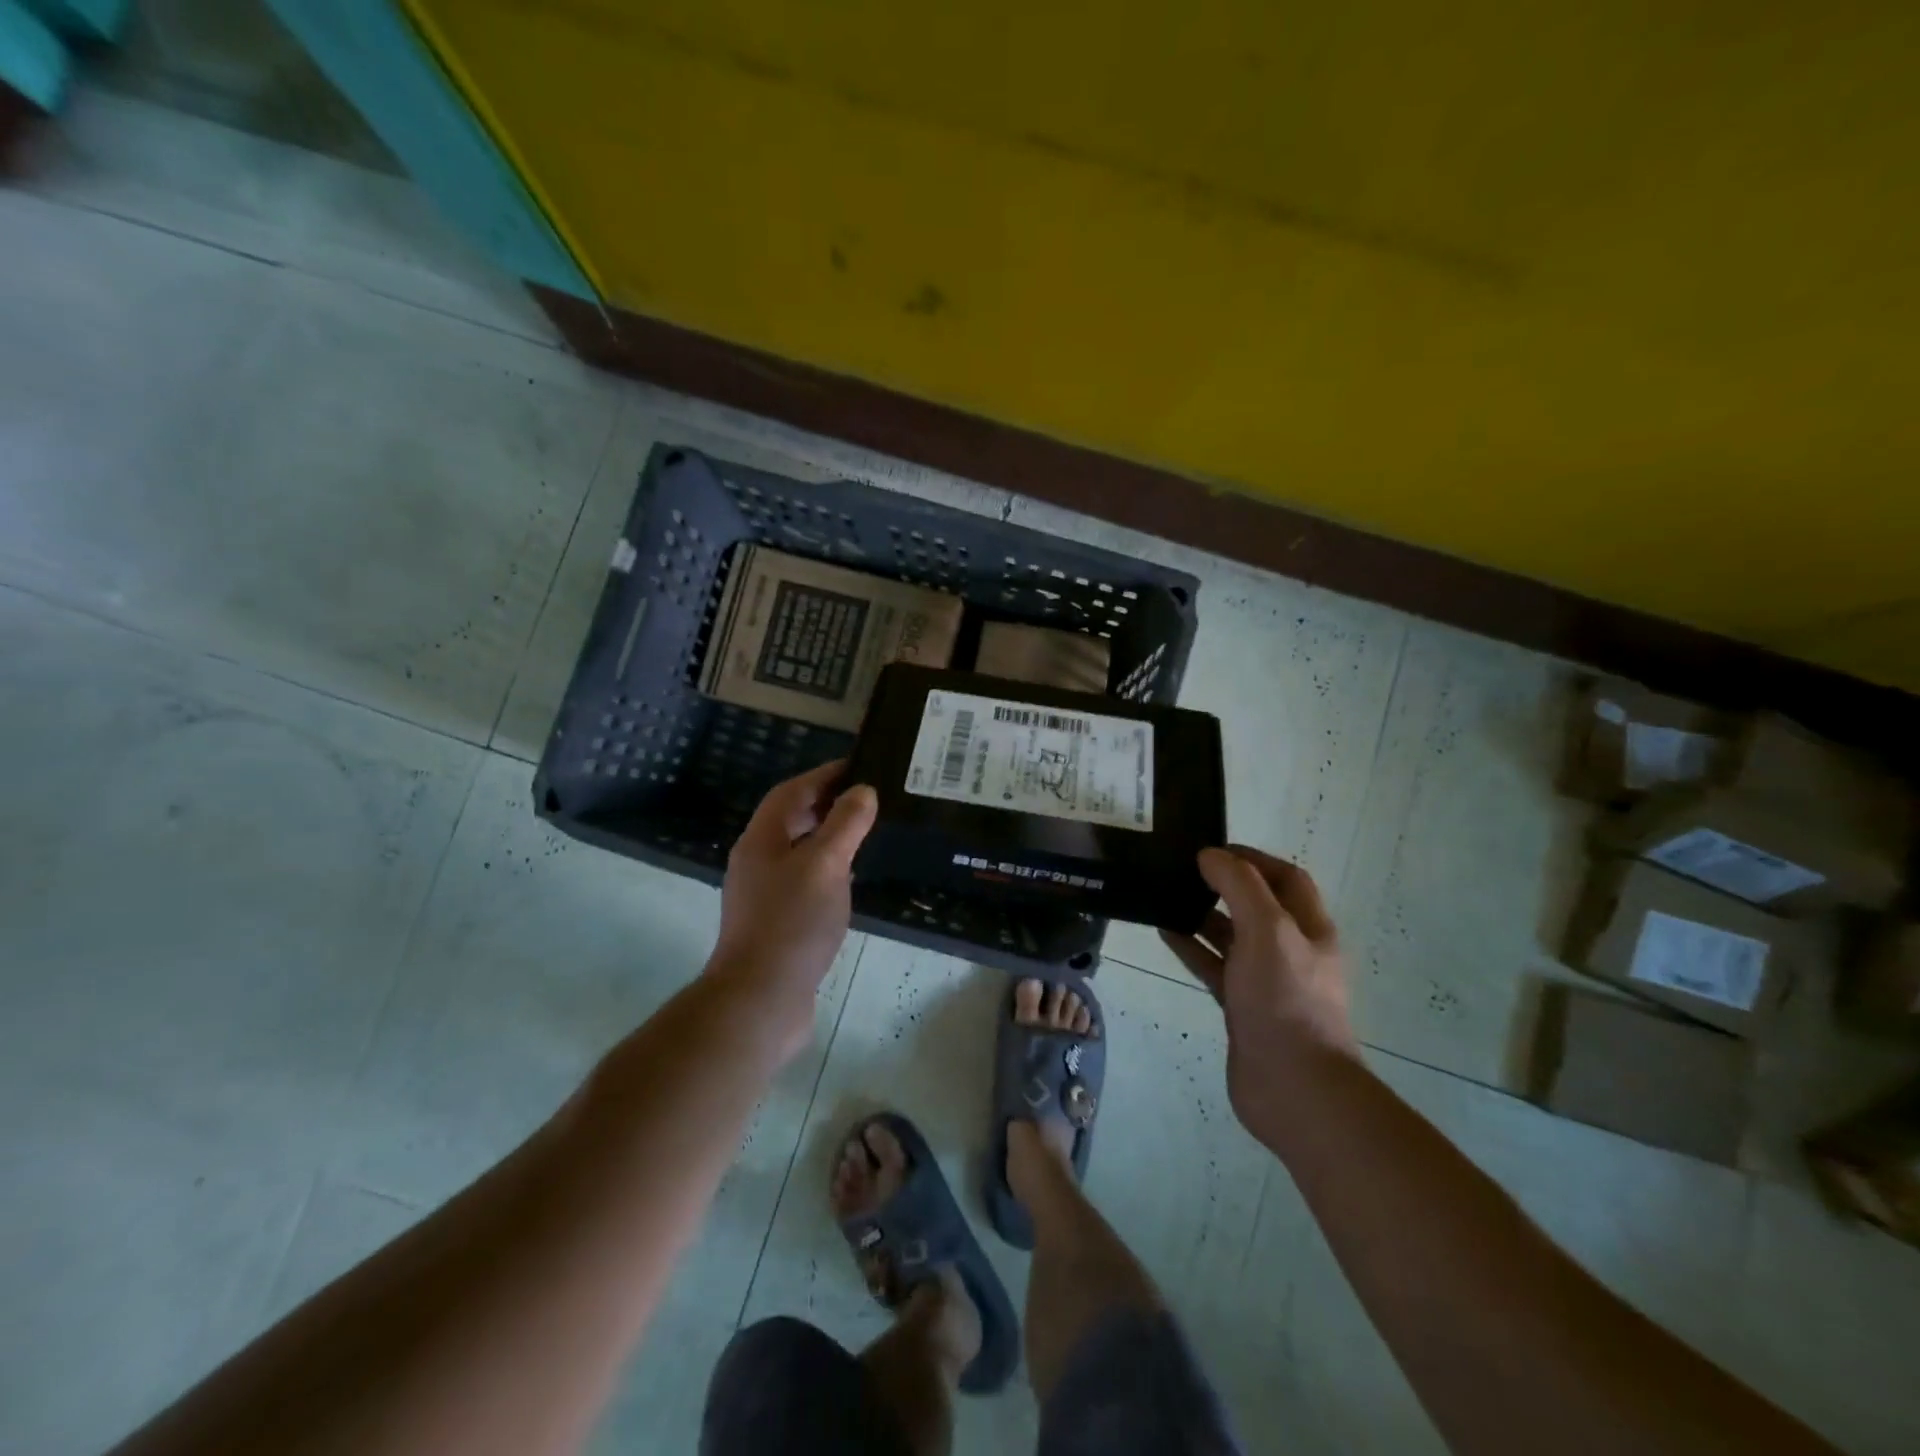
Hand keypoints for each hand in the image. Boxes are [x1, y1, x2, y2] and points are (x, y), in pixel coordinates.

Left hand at [707, 762, 877, 1050]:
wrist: (760, 999)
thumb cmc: (792, 923)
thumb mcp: (826, 865)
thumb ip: (845, 824)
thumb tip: (862, 791)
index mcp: (761, 841)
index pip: (791, 792)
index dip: (822, 775)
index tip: (858, 766)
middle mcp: (756, 862)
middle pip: (790, 820)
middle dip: (826, 804)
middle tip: (867, 798)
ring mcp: (763, 895)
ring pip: (797, 852)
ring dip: (827, 837)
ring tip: (864, 833)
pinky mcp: (775, 923)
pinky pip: (803, 881)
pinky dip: (826, 870)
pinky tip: (848, 881)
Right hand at [1160, 846, 1359, 1144]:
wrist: (1292, 1087)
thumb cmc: (1285, 999)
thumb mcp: (1267, 929)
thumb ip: (1239, 886)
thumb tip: (1210, 855)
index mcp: (1309, 929)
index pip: (1285, 877)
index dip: (1252, 857)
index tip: (1210, 849)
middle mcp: (1290, 951)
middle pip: (1256, 905)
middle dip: (1223, 884)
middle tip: (1181, 870)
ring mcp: (1265, 981)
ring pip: (1231, 937)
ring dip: (1202, 915)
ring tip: (1165, 895)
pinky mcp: (1242, 1007)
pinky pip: (1214, 967)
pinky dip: (1192, 948)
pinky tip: (1164, 933)